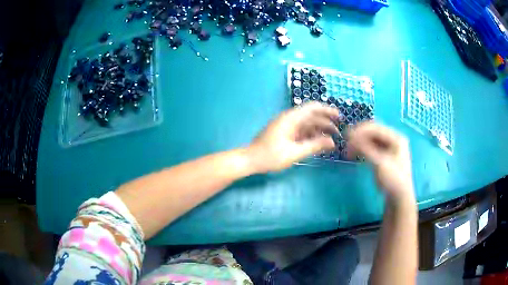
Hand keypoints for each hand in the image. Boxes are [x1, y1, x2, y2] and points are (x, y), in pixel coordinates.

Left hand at [247, 102, 339, 172]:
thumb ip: (314, 146)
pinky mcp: (284, 133)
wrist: (250, 160)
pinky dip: (311, 135)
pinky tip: (318, 143)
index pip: (312, 107)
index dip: (327, 110)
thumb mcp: (295, 153)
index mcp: (291, 119)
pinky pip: (301, 131)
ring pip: (307, 124)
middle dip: (326, 122)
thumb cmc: (270, 156)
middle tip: (339, 132)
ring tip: (331, 139)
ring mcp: (286, 126)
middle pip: (311, 116)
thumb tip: (332, 142)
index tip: (339, 117)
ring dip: (319, 130)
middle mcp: (289, 119)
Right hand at [347, 122, 414, 203]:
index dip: (361, 130)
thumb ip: (366, 149)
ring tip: (349, 150)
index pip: (376, 128)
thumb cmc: (393, 180)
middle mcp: (393, 139)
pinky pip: (371, 147)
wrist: (399, 198)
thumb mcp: (380, 164)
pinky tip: (354, 153)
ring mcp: (389, 147)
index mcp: (396, 138)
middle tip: (346, 141)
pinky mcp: (384, 155)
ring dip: (360, 142)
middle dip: (359, 135)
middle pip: (373, 132)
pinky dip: (362, 148)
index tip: (347, 136)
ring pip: (371, 139)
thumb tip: (350, 137)